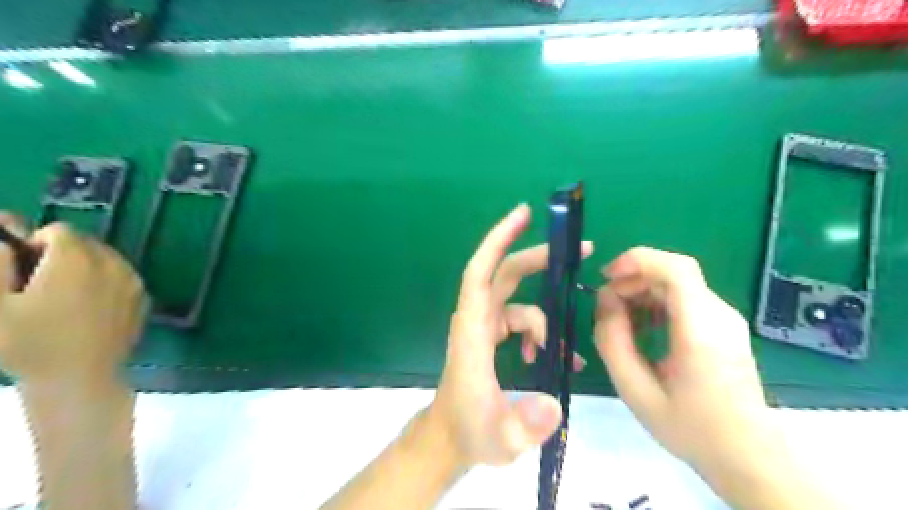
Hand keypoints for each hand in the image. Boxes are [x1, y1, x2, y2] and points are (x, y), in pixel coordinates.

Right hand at [1, 214, 145, 383]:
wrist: (80, 377)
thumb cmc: (30, 343)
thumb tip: (4, 238)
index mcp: (77, 260)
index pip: (60, 231)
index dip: (36, 244)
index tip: (25, 269)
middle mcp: (113, 264)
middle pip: (87, 243)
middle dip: (63, 255)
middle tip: (42, 285)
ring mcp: (134, 281)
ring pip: (109, 259)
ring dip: (88, 267)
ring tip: (66, 298)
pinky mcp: (145, 298)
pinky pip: (124, 277)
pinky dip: (108, 282)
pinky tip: (92, 309)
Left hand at [429, 204, 593, 468]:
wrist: (451, 439)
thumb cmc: (469, 433)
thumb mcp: (501, 440)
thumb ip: (525, 426)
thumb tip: (554, 405)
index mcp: (472, 331)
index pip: (481, 273)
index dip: (498, 240)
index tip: (523, 214)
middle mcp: (477, 321)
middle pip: (505, 274)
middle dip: (538, 258)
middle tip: (581, 251)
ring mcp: (484, 328)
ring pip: (519, 303)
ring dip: (544, 320)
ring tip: (560, 354)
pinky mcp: (490, 338)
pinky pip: (520, 321)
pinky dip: (538, 333)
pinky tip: (547, 357)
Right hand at [593, 250, 775, 482]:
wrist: (748, 455)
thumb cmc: (691, 428)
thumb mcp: (636, 391)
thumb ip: (613, 342)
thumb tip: (605, 301)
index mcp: (701, 330)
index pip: (675, 268)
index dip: (637, 261)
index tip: (607, 277)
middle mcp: (719, 315)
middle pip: (672, 273)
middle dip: (632, 280)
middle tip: (606, 307)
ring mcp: (725, 319)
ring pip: (677, 284)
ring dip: (642, 292)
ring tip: (620, 320)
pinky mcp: (723, 326)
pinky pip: (684, 300)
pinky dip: (656, 303)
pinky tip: (643, 327)